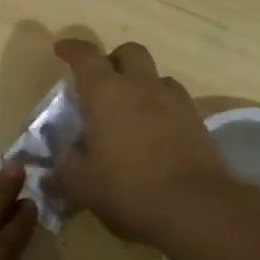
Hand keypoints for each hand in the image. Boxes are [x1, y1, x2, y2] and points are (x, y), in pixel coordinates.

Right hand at [53, 38, 231, 245]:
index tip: (61, 50)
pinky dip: (164, 108)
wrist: (196, 210)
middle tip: (103, 83)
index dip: (72, 49)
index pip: (85, 56)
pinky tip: (157, 133)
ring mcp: (174, 102)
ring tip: (132, 110)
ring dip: (142, 84)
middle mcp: (140, 86)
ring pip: (157, 76)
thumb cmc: (128, 190)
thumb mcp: (82, 185)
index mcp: (105, 93)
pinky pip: (177, 102)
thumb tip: (62, 160)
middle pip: (129, 52)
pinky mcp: (198, 123)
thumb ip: (66, 167)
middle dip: (114, 60)